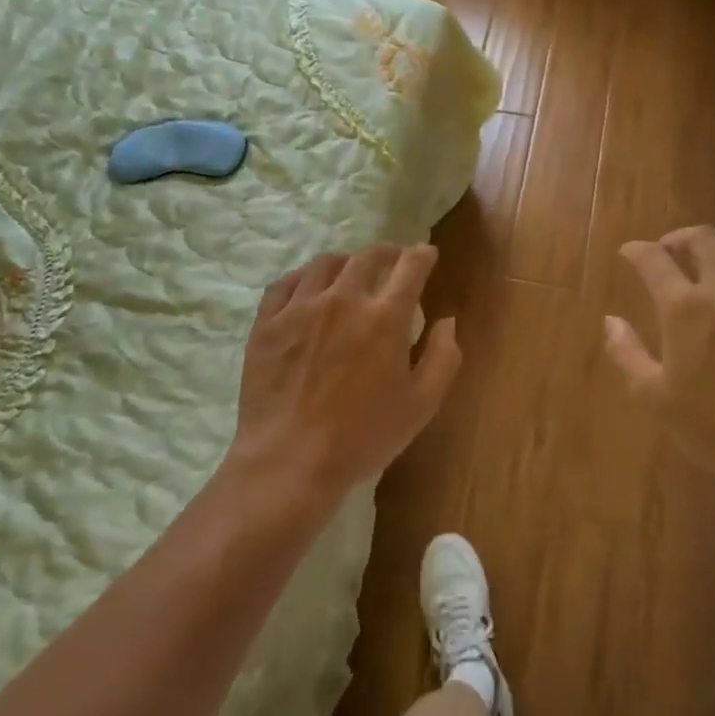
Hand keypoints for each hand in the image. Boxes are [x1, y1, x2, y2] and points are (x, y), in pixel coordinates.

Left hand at [231, 244, 460, 507]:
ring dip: (345, 263)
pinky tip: (308, 288)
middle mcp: (343, 300)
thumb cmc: (362, 437)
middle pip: (367, 257)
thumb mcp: (421, 405)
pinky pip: (286, 283)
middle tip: (391, 261)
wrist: (289, 461)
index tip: (426, 254)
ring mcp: (300, 308)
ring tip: (349, 273)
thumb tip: (446, 322)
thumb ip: (442, 358)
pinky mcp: (267, 322)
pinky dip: (304, 278)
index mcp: (385, 317)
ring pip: (325, 264)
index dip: (422, 255)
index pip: (410, 266)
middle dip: (386, 254)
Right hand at [604, 226, 714, 495]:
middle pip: (702, 238)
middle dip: (679, 238)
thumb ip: (626, 353)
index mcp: (685, 307)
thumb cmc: (713, 425)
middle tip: (669, 252)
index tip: (628, 252)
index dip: (636, 250)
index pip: (653, 259)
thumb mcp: (654, 396)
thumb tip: (610, 321)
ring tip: (708, 265)